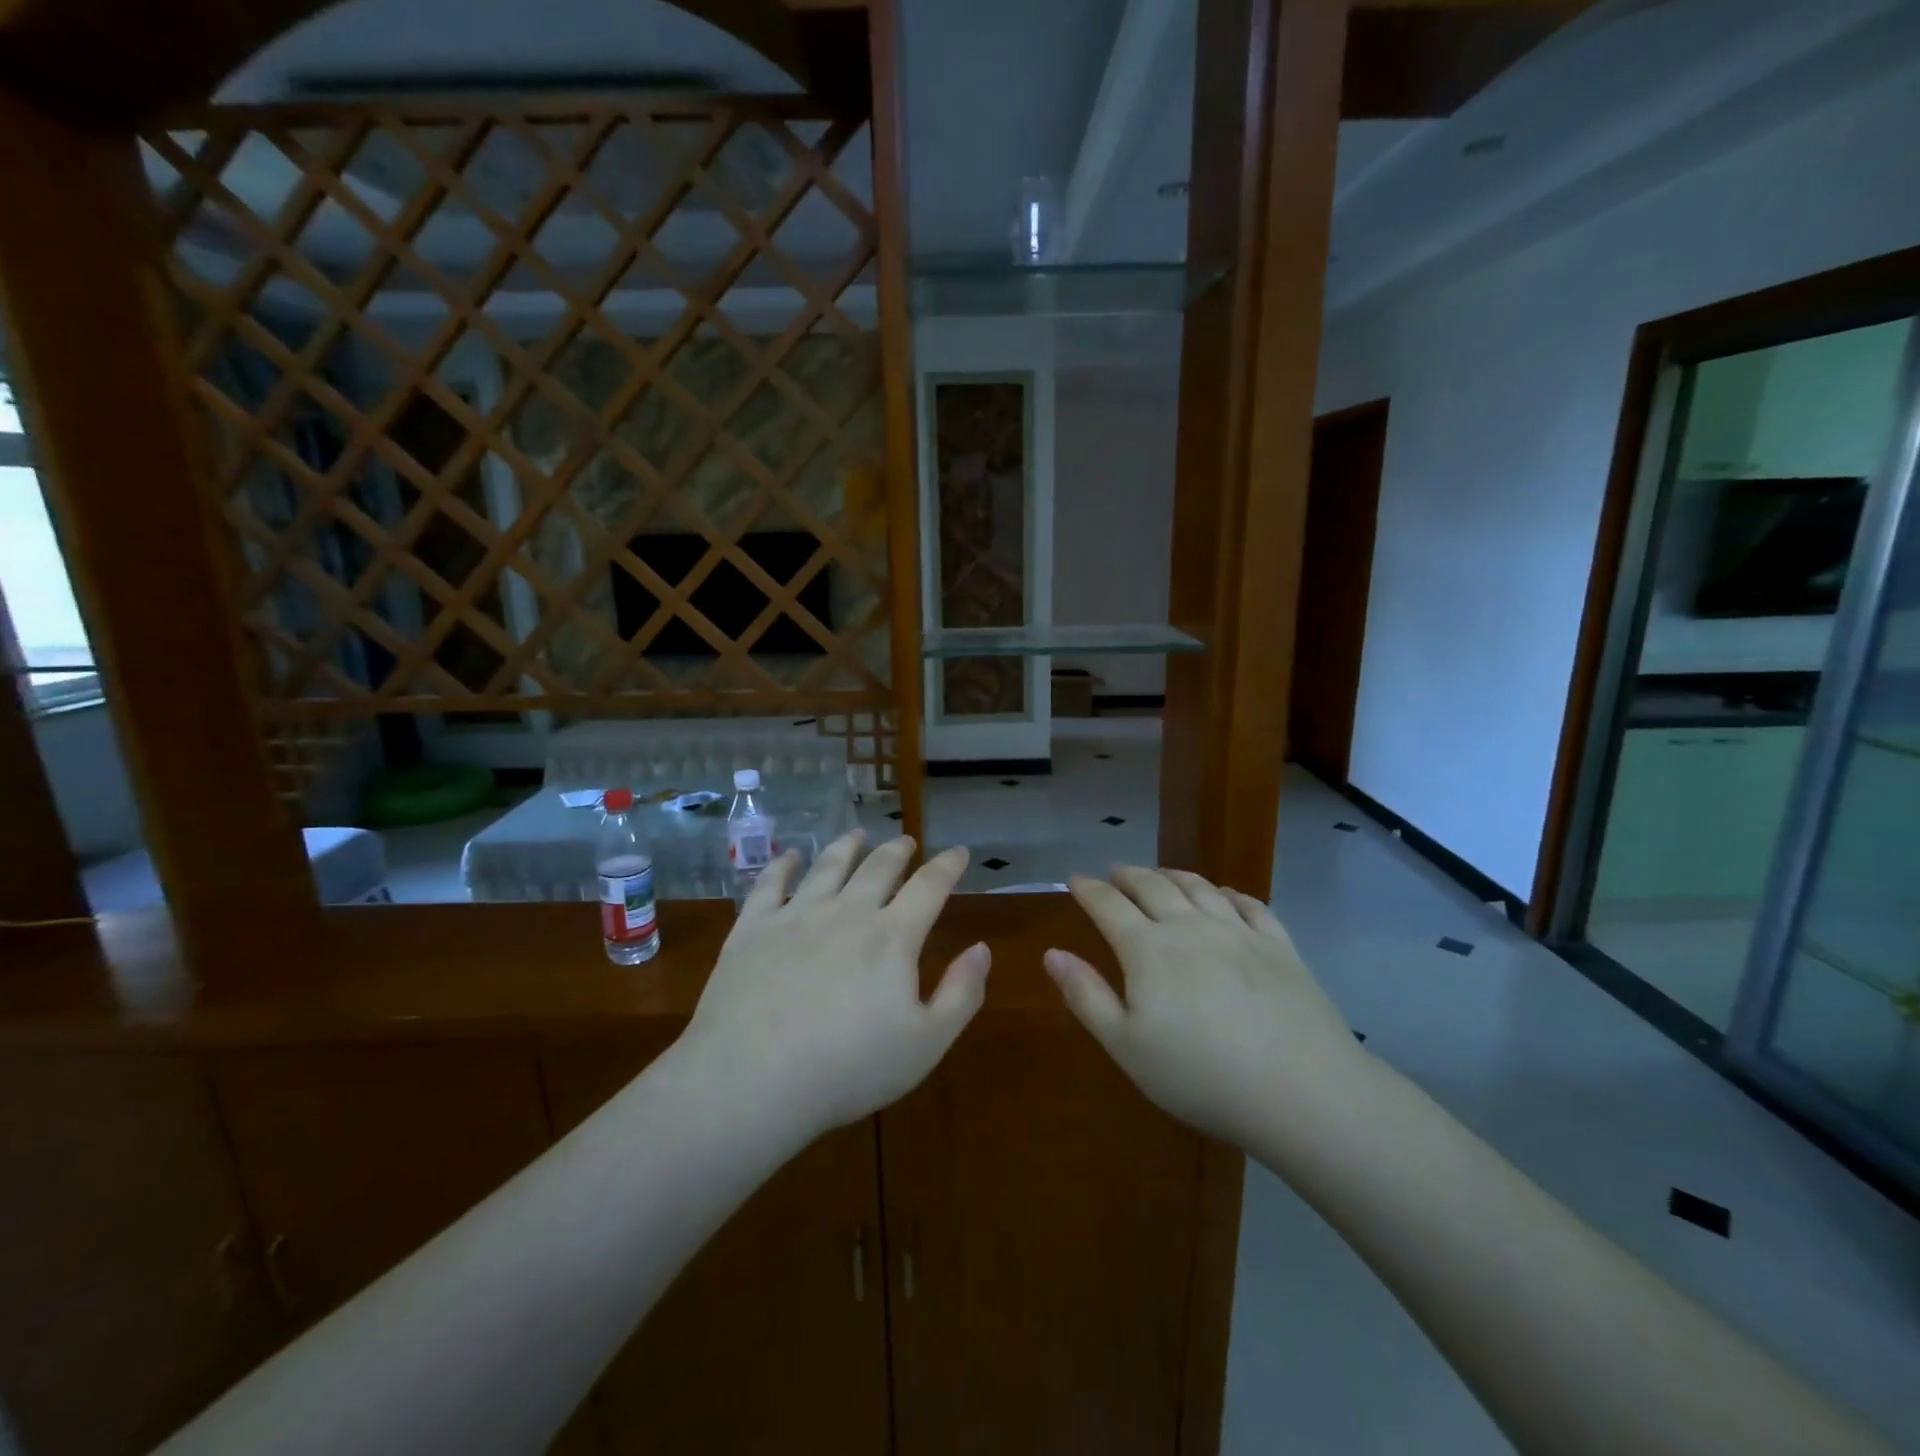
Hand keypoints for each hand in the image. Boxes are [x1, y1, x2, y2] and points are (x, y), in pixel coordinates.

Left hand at [681, 831, 989, 1138]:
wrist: (752, 1080)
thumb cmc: (848, 1069)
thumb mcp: (925, 1044)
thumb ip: (961, 994)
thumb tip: (982, 948)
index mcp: (891, 937)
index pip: (930, 887)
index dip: (948, 866)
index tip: (958, 852)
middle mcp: (847, 912)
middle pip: (878, 867)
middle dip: (897, 850)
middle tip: (906, 841)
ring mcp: (796, 915)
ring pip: (828, 866)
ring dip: (847, 846)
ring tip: (856, 834)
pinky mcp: (752, 928)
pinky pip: (770, 884)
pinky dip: (783, 865)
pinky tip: (789, 856)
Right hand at [1045, 866, 1364, 1150]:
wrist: (1302, 1091)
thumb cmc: (1201, 1076)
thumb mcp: (1127, 1046)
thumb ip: (1086, 996)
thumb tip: (1052, 954)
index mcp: (1147, 949)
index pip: (1108, 905)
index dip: (1088, 889)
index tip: (1075, 879)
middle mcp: (1190, 926)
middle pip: (1152, 886)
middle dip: (1127, 875)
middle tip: (1114, 872)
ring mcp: (1238, 931)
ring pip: (1198, 887)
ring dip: (1172, 874)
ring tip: (1160, 874)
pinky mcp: (1279, 945)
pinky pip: (1249, 903)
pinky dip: (1228, 892)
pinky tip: (1224, 895)